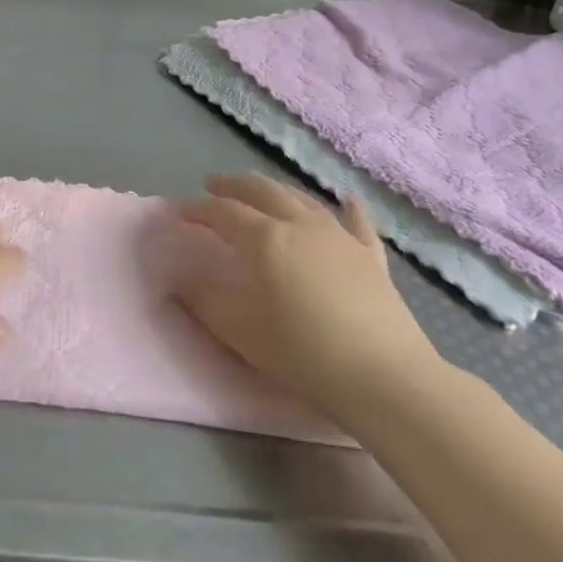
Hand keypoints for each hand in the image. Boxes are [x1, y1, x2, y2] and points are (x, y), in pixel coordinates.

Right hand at [176, 175, 443, 419]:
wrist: (383, 376)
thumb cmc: (304, 353)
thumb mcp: (242, 332)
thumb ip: (206, 302)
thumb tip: (179, 280)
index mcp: (266, 240)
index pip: (224, 213)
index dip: (199, 209)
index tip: (180, 211)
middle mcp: (301, 225)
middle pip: (263, 191)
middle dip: (234, 186)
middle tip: (214, 185)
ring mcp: (340, 237)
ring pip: (303, 199)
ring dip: (277, 190)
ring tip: (262, 191)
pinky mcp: (371, 257)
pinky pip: (358, 223)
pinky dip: (349, 208)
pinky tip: (348, 199)